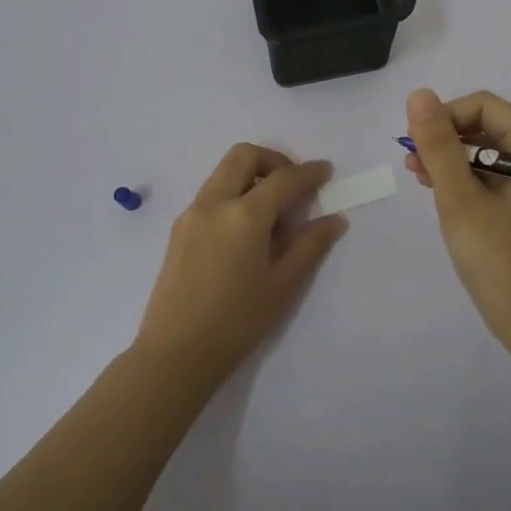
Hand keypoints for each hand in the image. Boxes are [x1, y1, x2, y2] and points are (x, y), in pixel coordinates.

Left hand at [136, 144, 347, 386]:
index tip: (326, 172)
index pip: (283, 179)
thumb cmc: (237, 322)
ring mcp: (191, 214)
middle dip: (273, 160)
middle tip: (294, 185)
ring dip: (251, 177)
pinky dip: (233, 195)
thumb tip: (335, 220)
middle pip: (244, 156)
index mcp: (244, 215)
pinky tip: (246, 232)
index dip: (309, 172)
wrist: (175, 354)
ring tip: (272, 215)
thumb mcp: (283, 285)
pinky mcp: (179, 230)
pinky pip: (211, 195)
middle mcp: (214, 203)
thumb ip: (310, 245)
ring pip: (224, 173)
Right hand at [403, 89, 510, 350]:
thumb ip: (439, 146)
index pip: (486, 107)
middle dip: (446, 139)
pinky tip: (444, 198)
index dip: (447, 116)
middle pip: (488, 129)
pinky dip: (467, 183)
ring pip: (488, 156)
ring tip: (420, 179)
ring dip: (452, 161)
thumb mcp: (460, 200)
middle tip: (412, 164)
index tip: (417, 144)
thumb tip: (420, 94)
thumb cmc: (500, 261)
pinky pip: (495, 181)